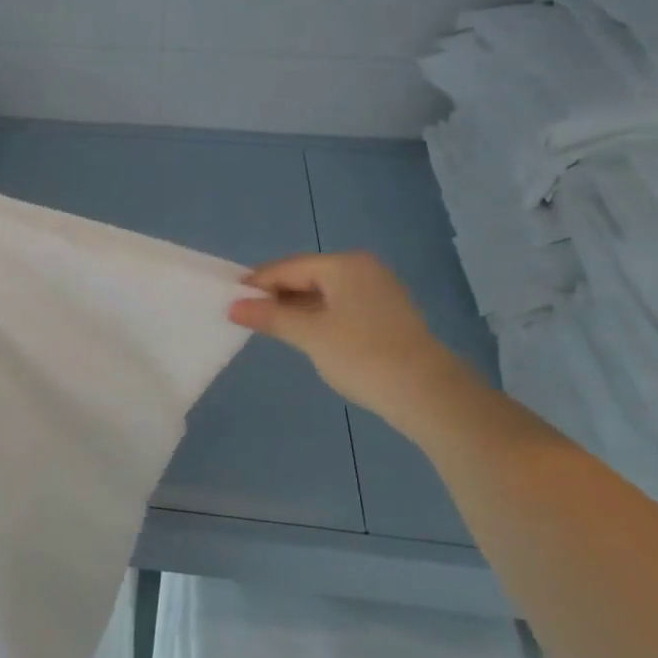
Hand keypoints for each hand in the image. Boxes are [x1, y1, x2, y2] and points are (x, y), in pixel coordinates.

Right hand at [229, 252, 475, 436]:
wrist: (427, 393)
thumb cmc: (362, 355)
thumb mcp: (309, 335)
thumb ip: (270, 316)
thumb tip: (233, 306)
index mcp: (344, 265)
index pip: (288, 267)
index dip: (257, 283)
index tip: (230, 300)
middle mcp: (362, 269)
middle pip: (306, 276)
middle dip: (276, 295)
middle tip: (246, 314)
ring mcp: (378, 291)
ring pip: (324, 292)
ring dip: (296, 307)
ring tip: (269, 326)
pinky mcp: (386, 314)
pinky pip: (340, 306)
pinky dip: (318, 316)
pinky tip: (304, 334)